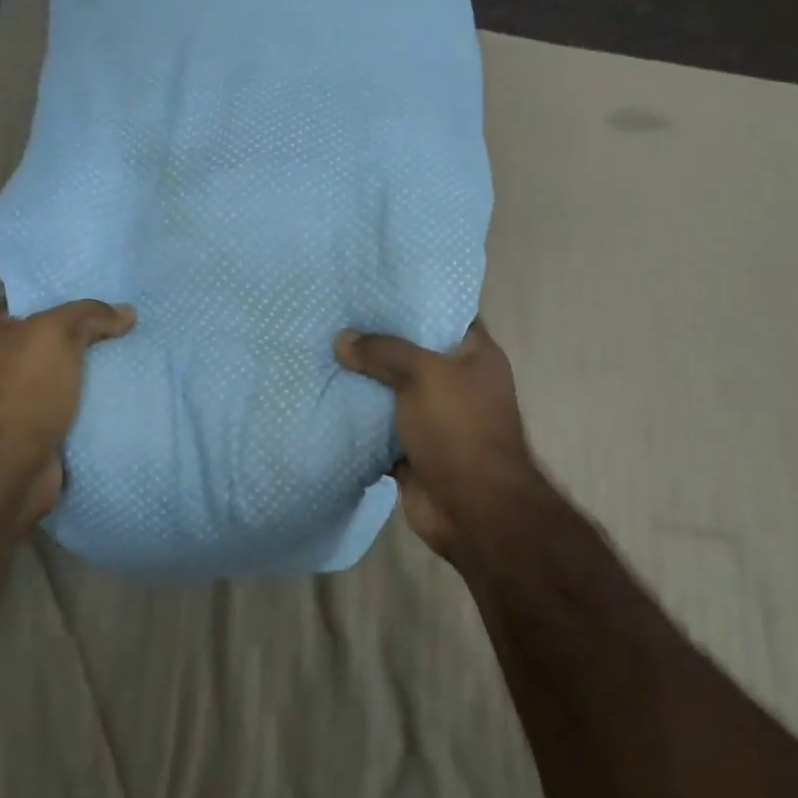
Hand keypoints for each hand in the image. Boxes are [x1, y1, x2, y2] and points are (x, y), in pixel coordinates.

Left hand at [0, 299, 135, 524]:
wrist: (7, 469)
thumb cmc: (23, 391)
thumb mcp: (56, 334)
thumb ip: (91, 315)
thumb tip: (126, 312)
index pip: (34, 304)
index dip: (70, 301)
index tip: (110, 302)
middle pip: (52, 342)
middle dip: (88, 339)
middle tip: (129, 331)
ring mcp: (13, 401)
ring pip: (65, 377)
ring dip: (95, 375)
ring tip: (136, 362)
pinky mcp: (33, 432)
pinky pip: (71, 409)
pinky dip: (93, 406)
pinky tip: (125, 398)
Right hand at [334, 320, 549, 558]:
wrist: (472, 509)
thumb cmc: (459, 429)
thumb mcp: (424, 375)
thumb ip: (384, 351)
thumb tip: (342, 339)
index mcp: (475, 356)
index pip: (445, 315)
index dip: (414, 301)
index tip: (373, 287)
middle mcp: (457, 382)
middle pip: (413, 353)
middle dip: (377, 341)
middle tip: (336, 317)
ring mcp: (435, 418)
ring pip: (393, 391)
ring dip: (363, 381)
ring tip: (323, 352)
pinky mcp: (412, 449)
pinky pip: (380, 427)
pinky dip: (358, 420)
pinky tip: (324, 398)